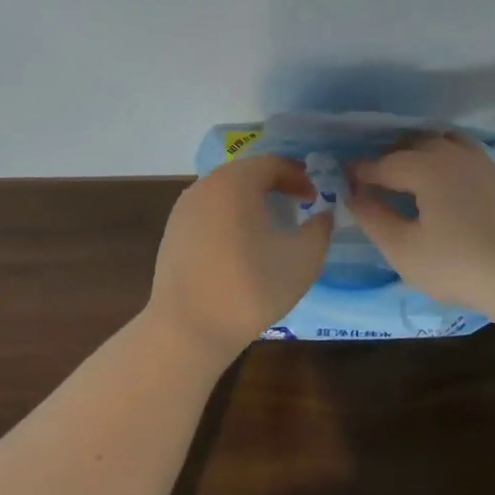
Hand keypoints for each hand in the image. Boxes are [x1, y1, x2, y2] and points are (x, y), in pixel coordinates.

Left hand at [147, 154, 333, 363]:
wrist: (188, 330)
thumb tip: (322, 215)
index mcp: (234, 182)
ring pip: (224, 193)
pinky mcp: (172, 234)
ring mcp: (183, 210)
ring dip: (250, 202)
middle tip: (296, 205)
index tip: (315, 198)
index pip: (272, 164)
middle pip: (245, 174)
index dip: (298, 177)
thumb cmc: (250, 288)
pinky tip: (240, 247)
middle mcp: (204, 186)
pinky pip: (208, 213)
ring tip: (270, 226)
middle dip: (274, 186)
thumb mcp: (302, 259)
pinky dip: (229, 219)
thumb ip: (319, 229)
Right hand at [346, 134, 494, 308]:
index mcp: (425, 168)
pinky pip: (465, 154)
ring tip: (412, 175)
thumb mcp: (404, 250)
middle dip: (390, 157)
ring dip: (422, 151)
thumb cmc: (458, 265)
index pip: (383, 164)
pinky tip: (447, 185)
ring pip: (443, 141)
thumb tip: (353, 195)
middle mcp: (452, 155)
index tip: (345, 179)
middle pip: (414, 143)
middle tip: (376, 180)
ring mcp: (481, 163)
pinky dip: (447, 159)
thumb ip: (374, 219)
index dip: (360, 172)